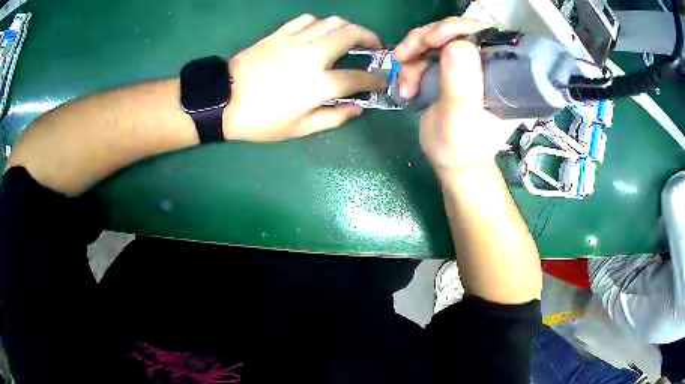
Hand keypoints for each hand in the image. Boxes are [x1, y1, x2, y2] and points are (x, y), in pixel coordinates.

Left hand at [225, 14, 383, 141]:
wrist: (223, 101)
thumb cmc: (260, 120)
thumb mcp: (299, 129)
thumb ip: (333, 118)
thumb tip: (357, 109)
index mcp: (319, 84)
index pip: (358, 78)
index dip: (374, 80)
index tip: (380, 81)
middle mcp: (313, 56)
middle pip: (351, 35)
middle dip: (370, 38)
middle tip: (374, 46)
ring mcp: (295, 41)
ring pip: (331, 21)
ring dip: (348, 27)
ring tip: (350, 36)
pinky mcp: (279, 34)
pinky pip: (306, 20)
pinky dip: (319, 23)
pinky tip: (319, 32)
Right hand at [394, 17, 516, 175]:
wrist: (453, 165)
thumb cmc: (462, 150)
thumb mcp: (461, 122)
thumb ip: (461, 86)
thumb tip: (458, 44)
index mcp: (504, 74)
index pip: (485, 34)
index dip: (457, 28)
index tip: (431, 40)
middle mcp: (489, 63)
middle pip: (457, 31)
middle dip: (425, 40)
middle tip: (404, 57)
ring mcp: (469, 65)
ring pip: (437, 40)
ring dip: (414, 57)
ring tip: (406, 86)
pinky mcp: (452, 69)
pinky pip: (427, 52)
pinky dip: (411, 65)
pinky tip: (407, 86)